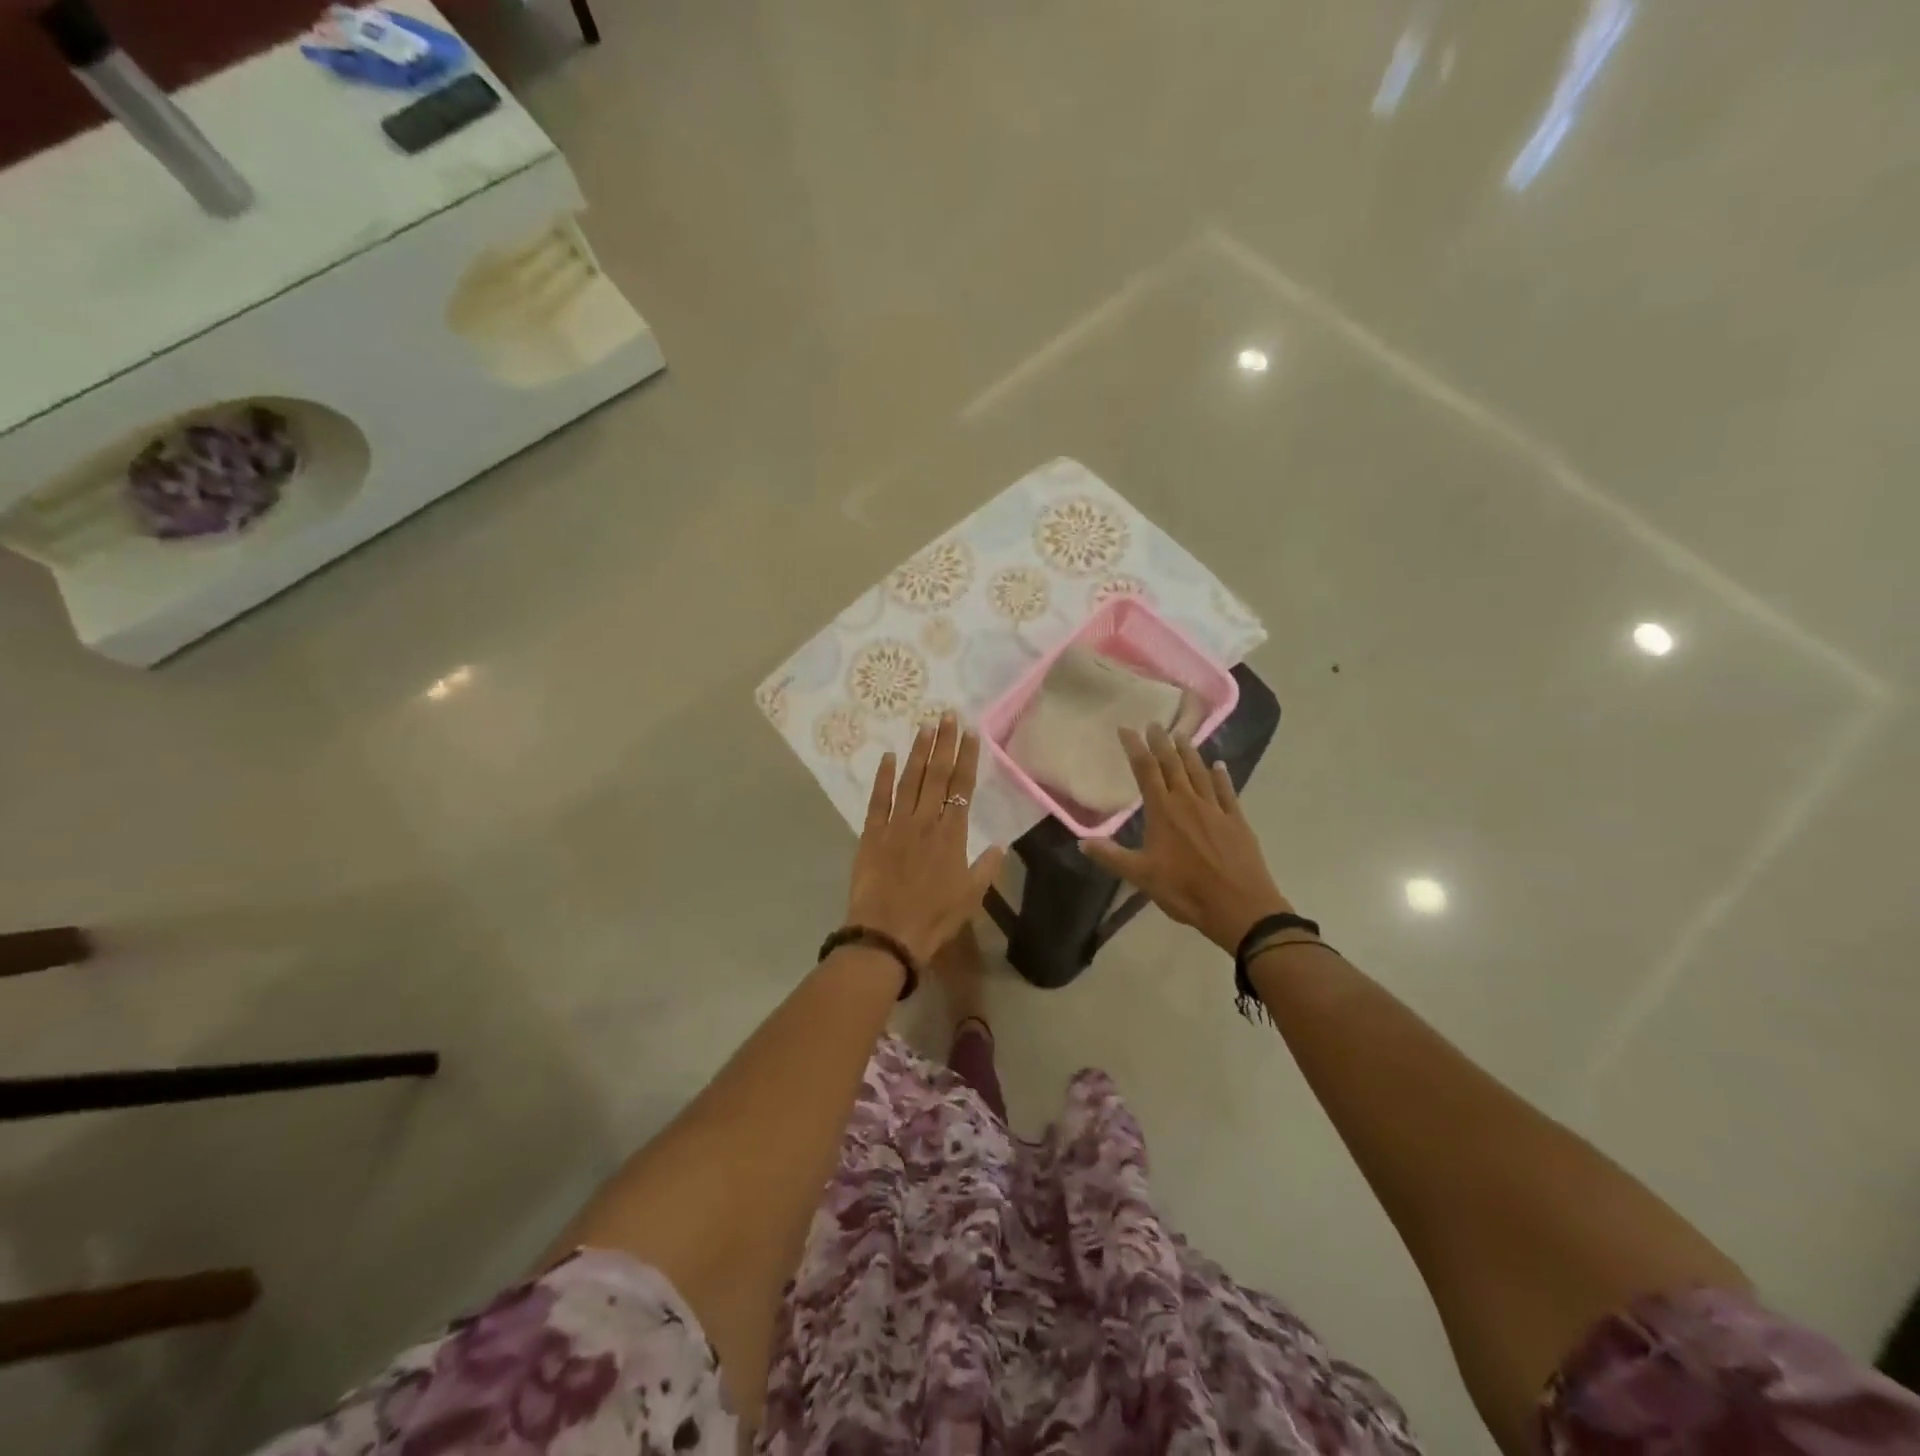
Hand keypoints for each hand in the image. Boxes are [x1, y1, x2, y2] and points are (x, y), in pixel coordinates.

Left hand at [846, 713, 1006, 965]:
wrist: (888, 934)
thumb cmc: (934, 918)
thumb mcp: (971, 897)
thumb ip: (986, 868)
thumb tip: (1000, 845)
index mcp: (952, 834)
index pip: (962, 787)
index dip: (967, 758)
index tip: (970, 733)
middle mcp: (925, 821)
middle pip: (937, 775)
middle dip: (944, 743)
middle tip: (948, 715)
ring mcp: (896, 824)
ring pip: (910, 780)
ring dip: (919, 752)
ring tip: (925, 726)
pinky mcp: (871, 833)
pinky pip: (878, 799)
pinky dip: (883, 777)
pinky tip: (887, 756)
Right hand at [1082, 724, 1291, 951]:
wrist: (1240, 907)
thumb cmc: (1185, 891)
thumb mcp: (1141, 876)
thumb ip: (1111, 857)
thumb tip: (1081, 842)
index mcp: (1163, 812)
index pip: (1146, 771)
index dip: (1135, 748)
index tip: (1127, 729)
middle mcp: (1188, 802)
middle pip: (1173, 765)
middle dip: (1162, 743)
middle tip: (1155, 724)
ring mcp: (1216, 810)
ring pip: (1200, 773)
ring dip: (1190, 753)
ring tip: (1182, 735)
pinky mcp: (1237, 821)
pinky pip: (1227, 791)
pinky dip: (1221, 776)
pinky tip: (1219, 766)